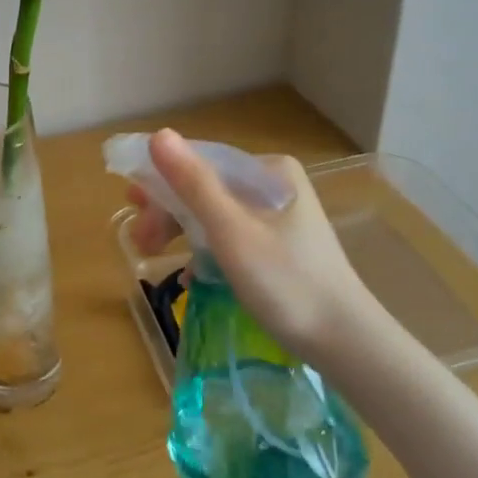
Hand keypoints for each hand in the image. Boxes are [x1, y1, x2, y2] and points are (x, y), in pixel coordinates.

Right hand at [127, 129, 373, 367]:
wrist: (346, 343)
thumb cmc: (286, 282)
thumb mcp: (231, 231)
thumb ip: (193, 183)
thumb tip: (158, 135)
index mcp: (269, 170)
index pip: (201, 162)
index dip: (161, 182)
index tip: (131, 206)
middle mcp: (275, 184)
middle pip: (206, 188)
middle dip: (170, 212)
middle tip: (141, 242)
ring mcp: (280, 216)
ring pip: (216, 213)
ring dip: (183, 232)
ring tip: (156, 256)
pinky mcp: (281, 245)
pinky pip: (231, 236)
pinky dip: (208, 251)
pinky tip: (191, 275)